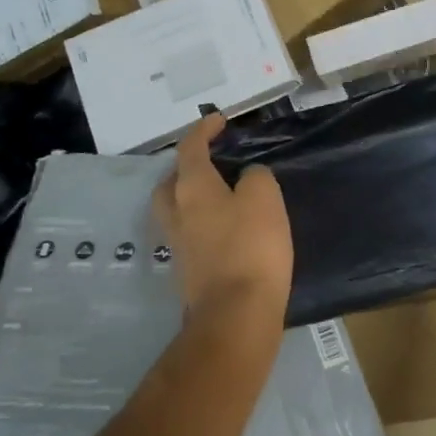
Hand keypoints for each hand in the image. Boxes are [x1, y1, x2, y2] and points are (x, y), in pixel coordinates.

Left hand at [153, 114, 292, 328]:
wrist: (236, 315)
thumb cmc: (251, 247)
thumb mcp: (264, 197)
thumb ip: (255, 177)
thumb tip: (246, 179)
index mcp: (191, 187)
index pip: (190, 148)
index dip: (203, 130)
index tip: (218, 120)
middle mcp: (176, 212)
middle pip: (171, 181)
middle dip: (187, 167)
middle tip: (211, 161)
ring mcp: (178, 244)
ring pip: (176, 209)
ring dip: (191, 196)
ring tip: (220, 194)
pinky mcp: (187, 271)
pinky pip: (190, 233)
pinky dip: (202, 222)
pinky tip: (225, 228)